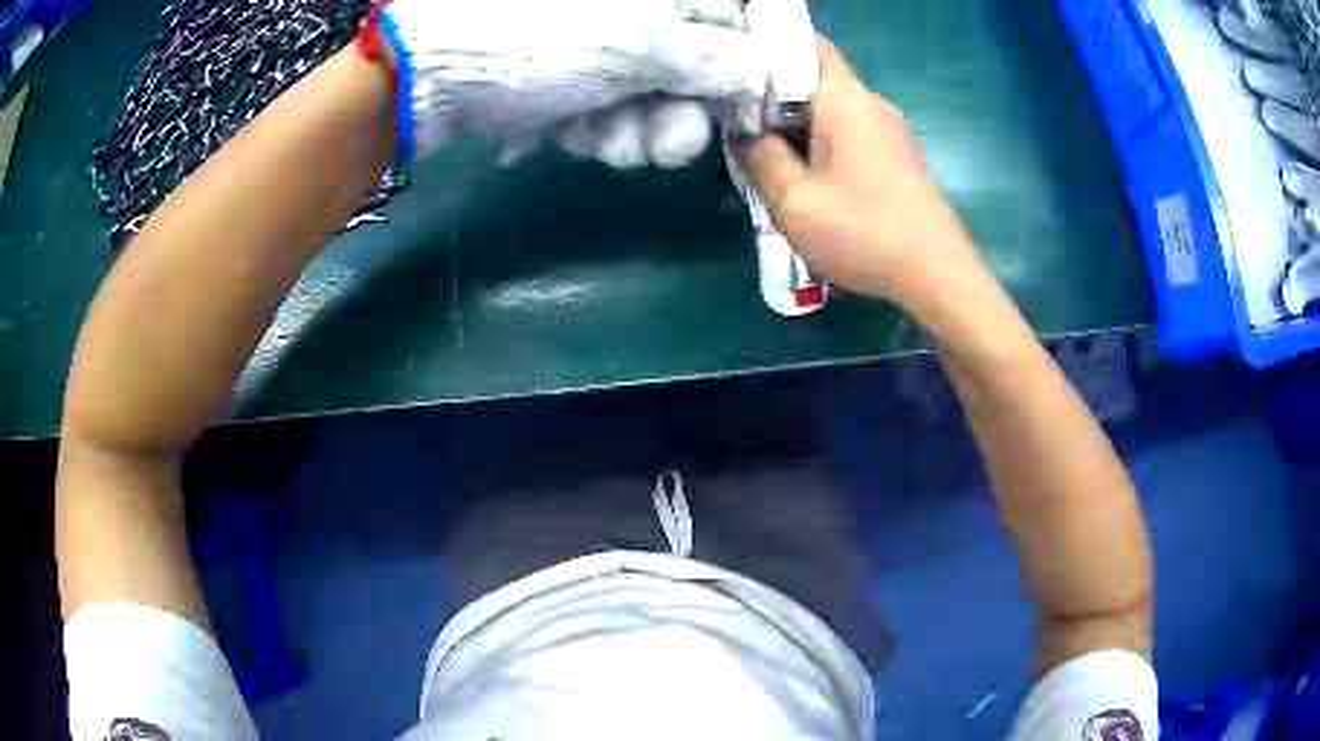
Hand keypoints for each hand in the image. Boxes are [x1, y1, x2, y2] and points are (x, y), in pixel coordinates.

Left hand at [383, 0, 769, 166]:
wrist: (432, 71)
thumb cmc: (540, 40)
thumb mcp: (639, 44)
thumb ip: (714, 60)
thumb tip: (762, 76)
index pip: (733, 21)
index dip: (748, 70)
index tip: (750, 115)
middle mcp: (637, 10)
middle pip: (695, 67)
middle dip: (680, 114)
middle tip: (664, 144)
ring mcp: (600, 42)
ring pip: (651, 96)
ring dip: (636, 130)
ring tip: (604, 138)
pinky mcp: (569, 76)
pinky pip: (608, 109)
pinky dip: (598, 129)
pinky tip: (573, 133)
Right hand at [737, 38, 983, 305]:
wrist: (937, 275)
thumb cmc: (864, 231)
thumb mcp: (793, 201)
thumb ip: (760, 157)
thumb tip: (746, 133)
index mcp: (844, 98)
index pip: (807, 44)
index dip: (769, 51)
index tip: (738, 78)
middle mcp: (871, 104)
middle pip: (815, 80)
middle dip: (775, 98)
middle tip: (742, 129)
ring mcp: (891, 132)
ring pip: (832, 112)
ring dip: (799, 128)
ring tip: (771, 159)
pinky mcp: (900, 158)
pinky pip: (852, 136)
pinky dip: (825, 147)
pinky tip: (812, 182)